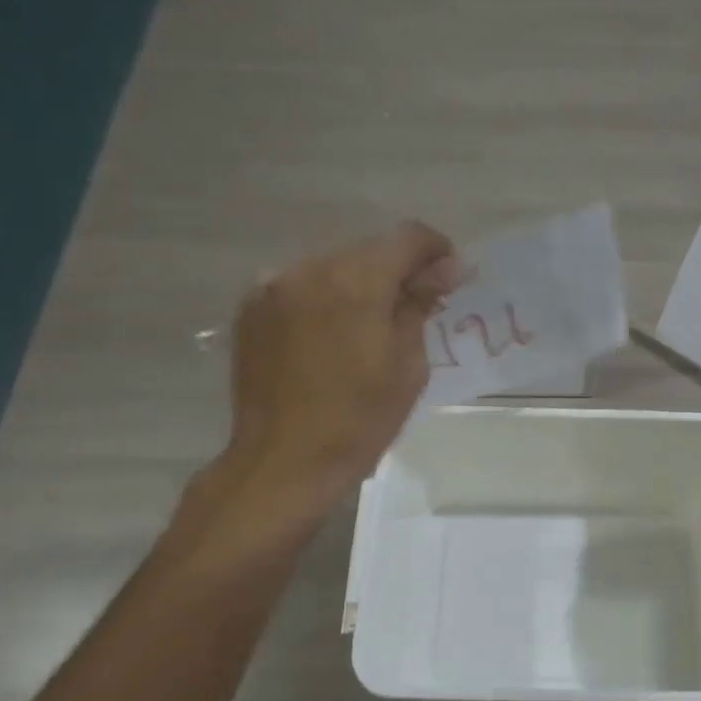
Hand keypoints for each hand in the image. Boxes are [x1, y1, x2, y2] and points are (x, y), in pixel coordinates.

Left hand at [216, 222, 461, 507]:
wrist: (284, 462)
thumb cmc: (360, 421)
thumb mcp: (408, 366)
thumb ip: (420, 305)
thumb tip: (442, 269)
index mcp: (355, 281)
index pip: (406, 238)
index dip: (436, 250)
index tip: (450, 276)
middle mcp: (309, 269)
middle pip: (367, 251)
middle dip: (396, 270)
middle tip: (415, 305)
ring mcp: (273, 287)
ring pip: (332, 267)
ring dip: (358, 285)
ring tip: (370, 326)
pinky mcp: (251, 310)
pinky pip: (300, 288)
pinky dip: (324, 300)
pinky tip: (331, 336)